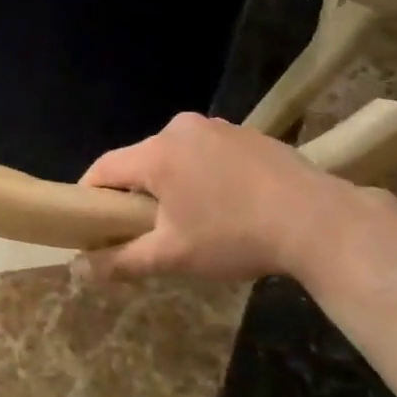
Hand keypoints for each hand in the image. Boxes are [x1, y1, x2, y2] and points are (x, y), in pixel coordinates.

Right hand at [78, 112, 386, 281]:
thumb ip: (122, 260)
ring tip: (192, 222)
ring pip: (177, 157)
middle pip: (142, 161)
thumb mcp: (173, 256)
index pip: (105, 168)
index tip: (89, 223)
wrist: (316, 220)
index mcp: (157, 152)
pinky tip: (228, 205)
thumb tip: (79, 269)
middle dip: (137, 194)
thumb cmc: (234, 235)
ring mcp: (218, 127)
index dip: (90, 195)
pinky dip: (205, 176)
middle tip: (146, 231)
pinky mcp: (248, 134)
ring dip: (173, 184)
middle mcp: (181, 128)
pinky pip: (208, 153)